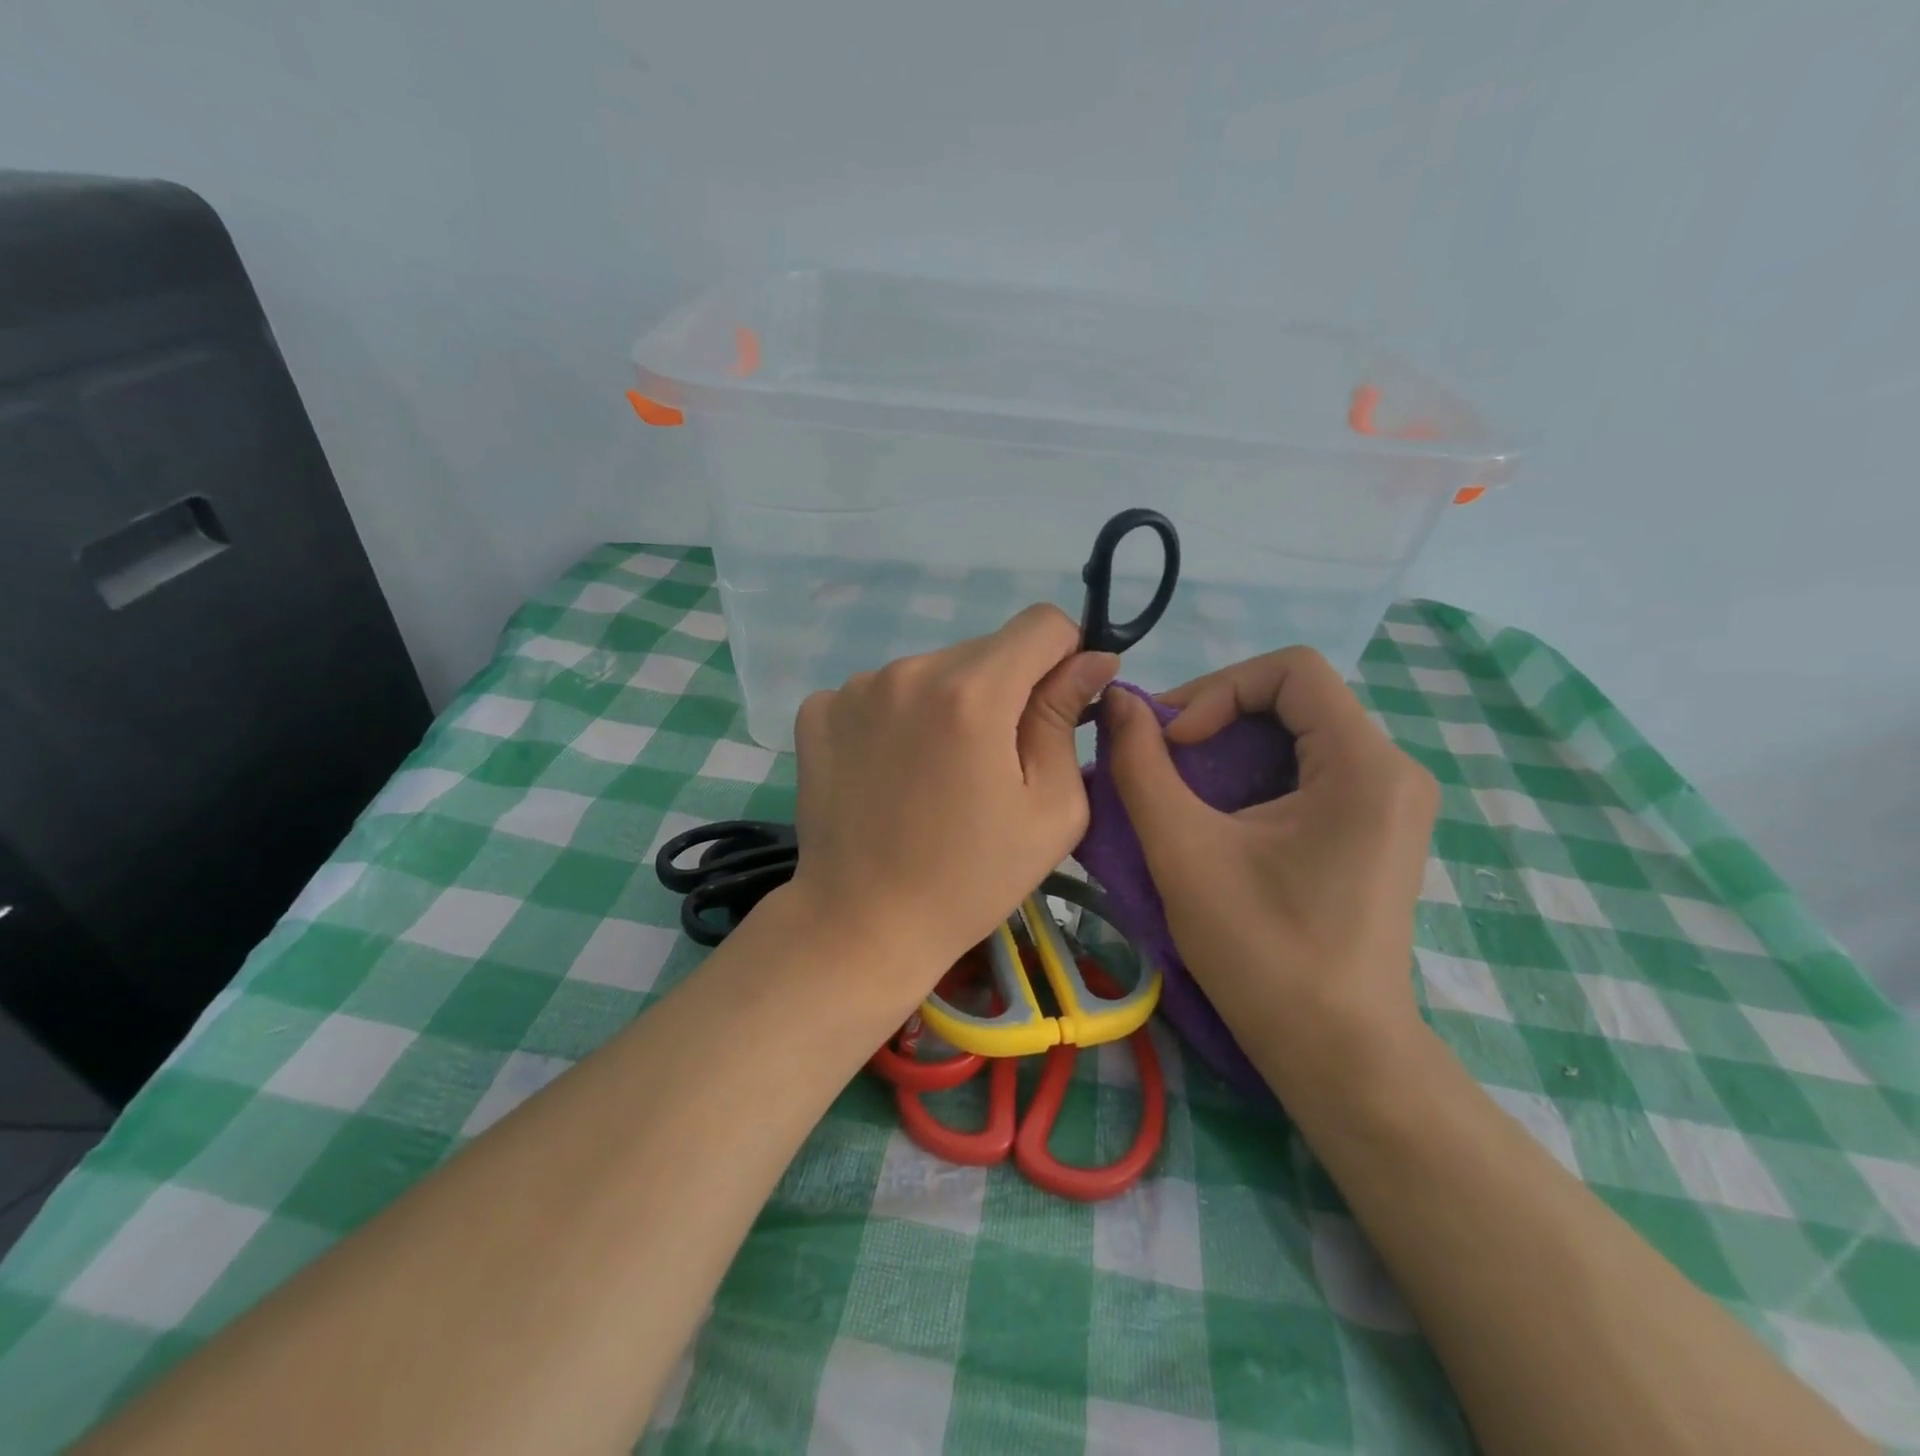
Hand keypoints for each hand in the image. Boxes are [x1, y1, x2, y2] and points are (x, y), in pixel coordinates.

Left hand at [788, 605, 1118, 988]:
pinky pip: (881, 692)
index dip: (1063, 657)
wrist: (864, 924)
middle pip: (985, 650)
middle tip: (992, 762)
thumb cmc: (971, 878)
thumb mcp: (1051, 809)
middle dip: (1005, 690)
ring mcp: (854, 688)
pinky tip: (891, 772)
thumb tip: (1092, 660)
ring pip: (932, 671)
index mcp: (973, 693)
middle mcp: (909, 671)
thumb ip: (1067, 719)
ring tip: (937, 774)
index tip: (1055, 706)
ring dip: (949, 704)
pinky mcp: (818, 710)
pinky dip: (897, 719)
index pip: (1042, 623)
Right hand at [1104, 647, 1438, 1084]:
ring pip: (1298, 733)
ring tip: (1180, 785)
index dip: (1219, 689)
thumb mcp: (1184, 850)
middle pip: (1295, 698)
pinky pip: (1310, 769)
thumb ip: (1141, 766)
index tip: (1175, 743)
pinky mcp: (1376, 828)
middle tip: (1160, 757)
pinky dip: (1254, 774)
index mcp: (1364, 765)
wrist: (1336, 1051)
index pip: (1292, 669)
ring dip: (1230, 746)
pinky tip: (1219, 814)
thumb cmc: (1261, 951)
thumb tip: (1119, 700)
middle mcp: (1392, 769)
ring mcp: (1391, 801)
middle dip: (1217, 716)